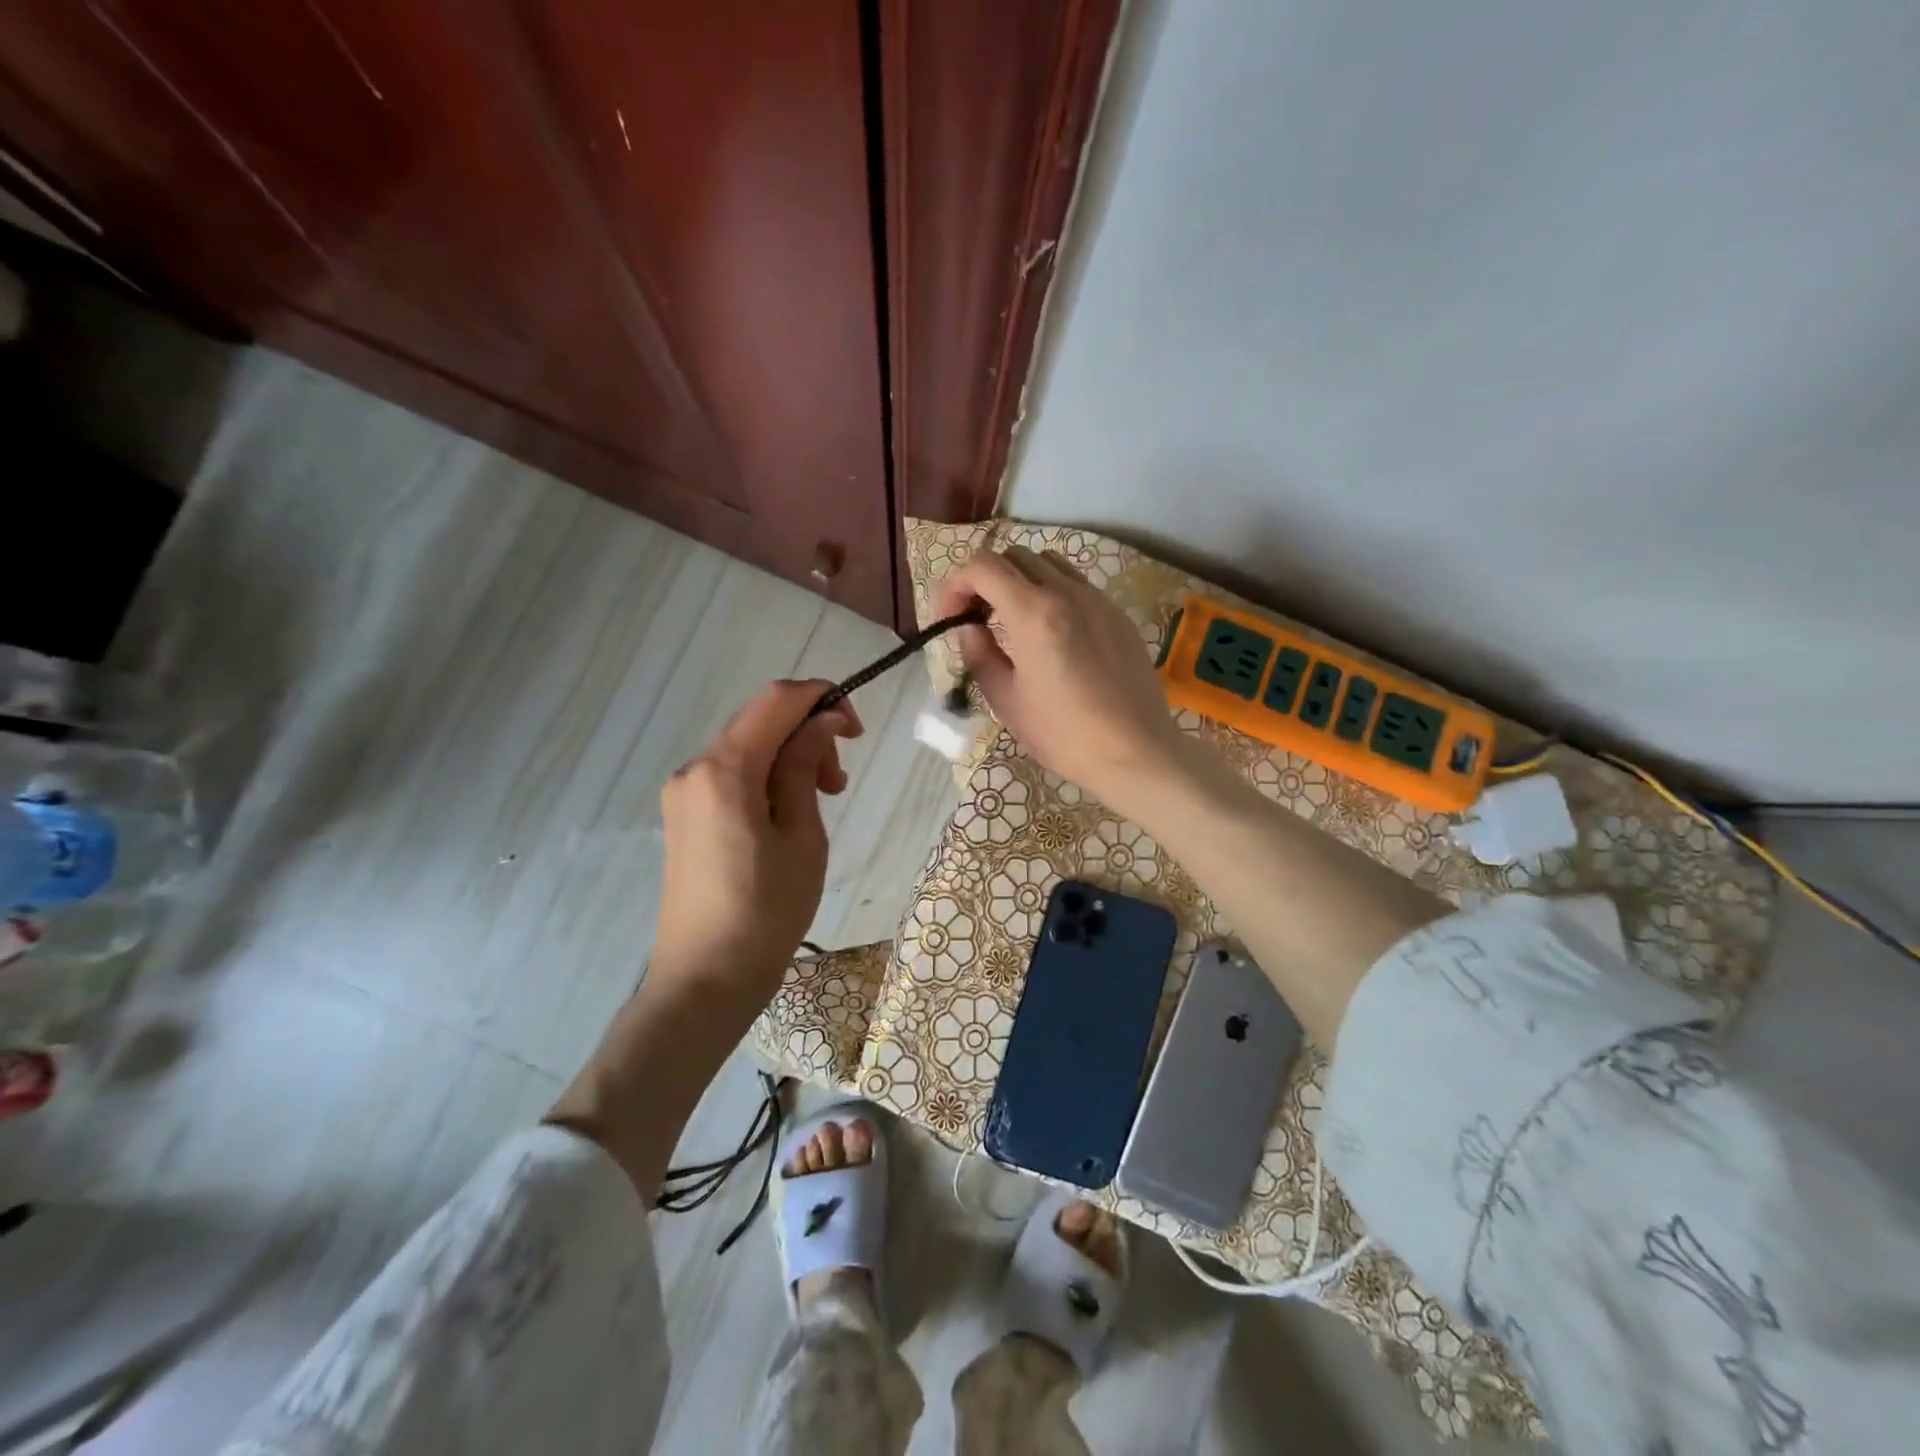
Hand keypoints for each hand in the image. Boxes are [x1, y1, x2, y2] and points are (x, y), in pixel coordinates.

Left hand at [650, 680, 862, 1004]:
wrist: (704, 981)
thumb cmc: (766, 911)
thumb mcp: (801, 835)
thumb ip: (804, 766)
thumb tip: (822, 720)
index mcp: (724, 770)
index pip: (776, 700)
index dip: (822, 699)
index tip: (857, 731)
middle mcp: (694, 769)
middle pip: (759, 721)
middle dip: (807, 733)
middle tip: (838, 784)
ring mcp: (684, 794)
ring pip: (747, 748)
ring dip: (789, 757)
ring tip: (820, 800)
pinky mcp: (684, 817)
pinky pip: (731, 776)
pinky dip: (766, 778)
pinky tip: (787, 814)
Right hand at [934, 545, 1181, 805]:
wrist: (1134, 752)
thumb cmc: (1063, 734)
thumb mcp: (1006, 700)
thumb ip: (979, 654)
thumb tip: (968, 628)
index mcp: (1033, 613)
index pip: (983, 566)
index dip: (956, 583)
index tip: (950, 616)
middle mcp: (1067, 593)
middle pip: (1014, 556)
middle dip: (986, 579)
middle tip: (977, 617)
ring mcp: (1098, 600)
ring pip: (1049, 563)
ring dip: (1021, 580)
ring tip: (1014, 620)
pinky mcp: (1117, 614)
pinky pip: (1077, 585)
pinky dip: (1052, 593)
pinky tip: (1053, 634)